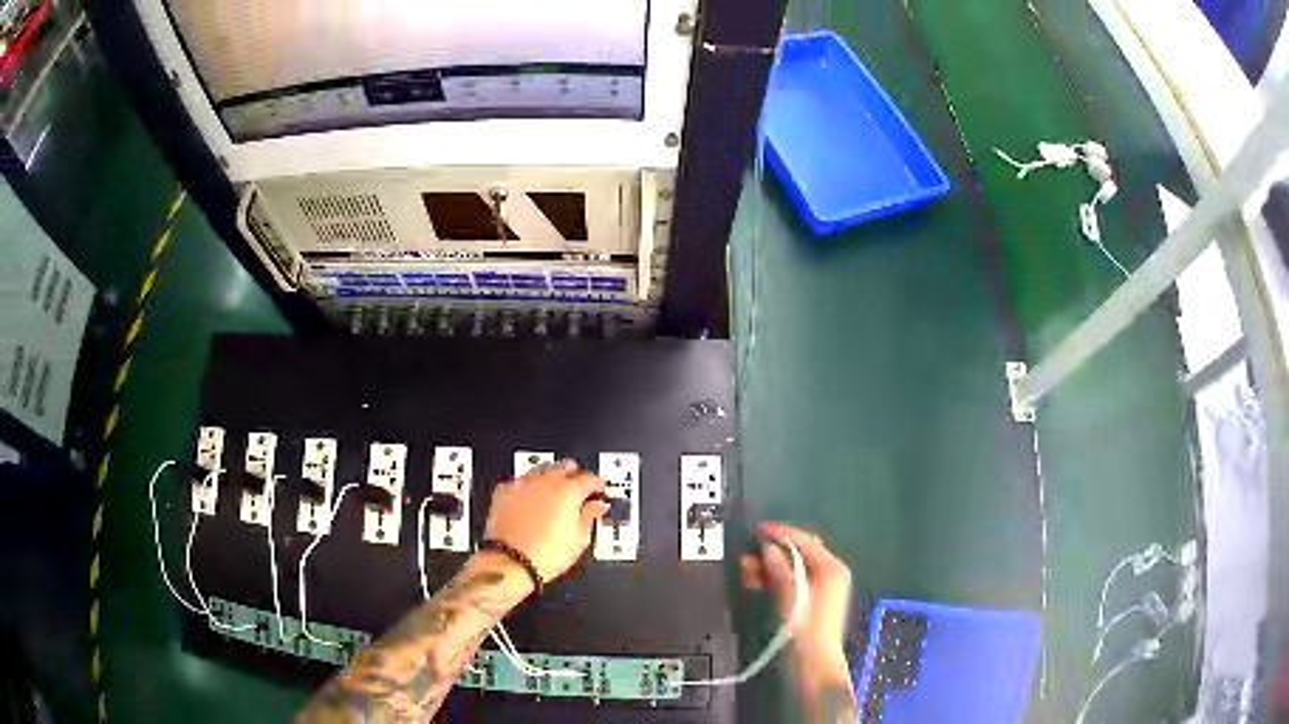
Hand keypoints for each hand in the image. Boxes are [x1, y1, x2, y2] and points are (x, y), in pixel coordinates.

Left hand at [483, 460, 609, 582]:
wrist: (511, 562)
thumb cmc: (547, 554)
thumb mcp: (579, 538)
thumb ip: (590, 516)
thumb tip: (597, 506)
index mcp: (569, 491)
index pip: (589, 479)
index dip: (598, 484)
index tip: (599, 490)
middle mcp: (546, 481)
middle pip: (565, 467)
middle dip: (574, 475)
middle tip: (579, 489)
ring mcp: (523, 484)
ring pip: (541, 470)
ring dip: (551, 478)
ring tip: (554, 494)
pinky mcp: (503, 492)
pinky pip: (520, 482)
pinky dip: (528, 487)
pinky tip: (529, 499)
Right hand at [741, 523, 852, 689]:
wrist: (814, 661)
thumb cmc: (806, 627)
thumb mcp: (791, 595)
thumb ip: (780, 569)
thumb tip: (768, 549)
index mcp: (831, 568)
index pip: (805, 541)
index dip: (781, 534)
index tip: (758, 530)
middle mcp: (830, 573)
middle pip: (799, 553)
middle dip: (772, 552)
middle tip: (748, 554)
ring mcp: (822, 587)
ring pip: (793, 568)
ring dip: (770, 566)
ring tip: (746, 569)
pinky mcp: (812, 600)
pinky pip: (792, 580)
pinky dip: (775, 579)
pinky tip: (756, 581)